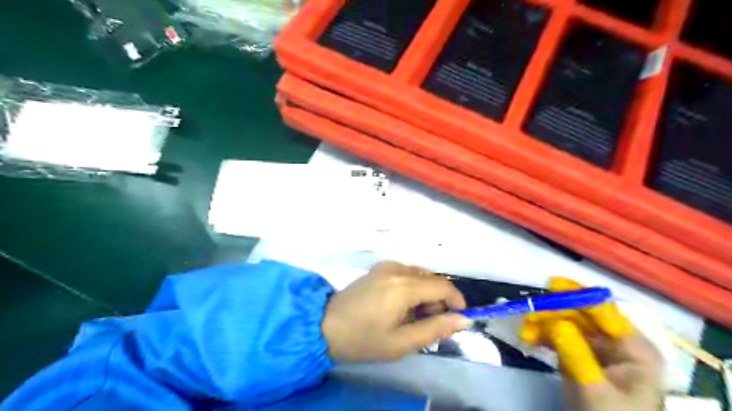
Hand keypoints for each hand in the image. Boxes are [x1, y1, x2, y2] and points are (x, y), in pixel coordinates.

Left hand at [322, 263, 471, 362]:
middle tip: (430, 324)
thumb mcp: (401, 342)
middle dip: (439, 300)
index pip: (442, 286)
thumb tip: (462, 320)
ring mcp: (386, 266)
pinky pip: (406, 274)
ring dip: (425, 294)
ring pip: (420, 275)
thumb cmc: (363, 339)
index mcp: (403, 286)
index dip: (456, 301)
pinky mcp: (378, 268)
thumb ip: (435, 329)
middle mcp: (396, 268)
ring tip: (414, 318)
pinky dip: (413, 288)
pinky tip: (401, 306)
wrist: (324, 326)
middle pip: (432, 279)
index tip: (459, 318)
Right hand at [520, 278, 663, 409]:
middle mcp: (617, 343)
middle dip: (553, 313)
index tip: (551, 285)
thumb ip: (577, 353)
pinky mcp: (581, 357)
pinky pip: (560, 338)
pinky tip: (529, 339)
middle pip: (581, 316)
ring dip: (544, 325)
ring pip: (567, 325)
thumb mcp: (593, 388)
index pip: (605, 311)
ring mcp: (598, 350)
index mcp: (635, 348)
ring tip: (524, 332)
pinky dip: (544, 336)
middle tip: (527, 315)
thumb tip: (555, 321)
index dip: (578, 294)